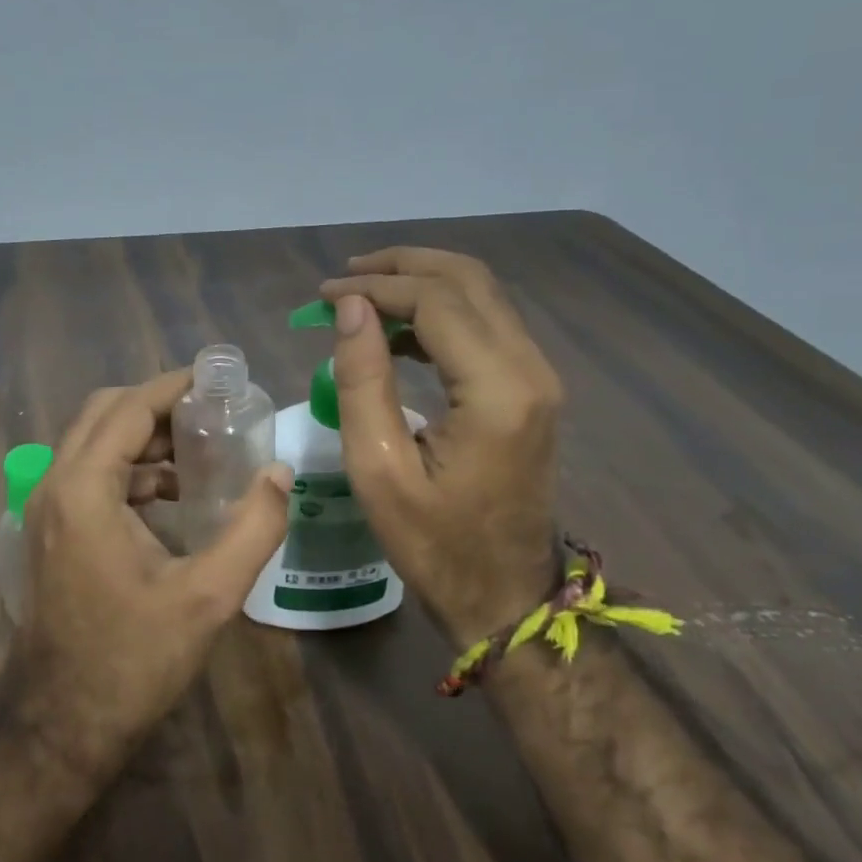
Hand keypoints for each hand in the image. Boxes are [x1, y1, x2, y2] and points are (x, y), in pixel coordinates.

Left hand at [7, 369, 292, 778]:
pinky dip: (129, 470)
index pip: (129, 408)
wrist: (62, 723)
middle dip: (158, 405)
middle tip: (213, 414)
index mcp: (84, 489)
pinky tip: (173, 496)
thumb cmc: (133, 658)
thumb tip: (282, 474)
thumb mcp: (208, 595)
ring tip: (202, 452)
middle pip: (104, 413)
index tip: (219, 381)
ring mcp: (46, 509)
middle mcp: (55, 485)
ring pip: (94, 443)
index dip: (175, 386)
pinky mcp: (51, 532)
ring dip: (143, 437)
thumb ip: (253, 528)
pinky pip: (90, 475)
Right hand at [320, 248, 563, 644]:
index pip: (437, 301)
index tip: (324, 295)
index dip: (376, 287)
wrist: (504, 594)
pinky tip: (397, 332)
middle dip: (402, 267)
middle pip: (469, 280)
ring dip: (422, 284)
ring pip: (482, 296)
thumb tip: (349, 307)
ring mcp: (537, 377)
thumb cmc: (434, 543)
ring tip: (362, 295)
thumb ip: (362, 380)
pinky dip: (440, 313)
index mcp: (498, 390)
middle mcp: (530, 368)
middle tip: (345, 277)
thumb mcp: (378, 468)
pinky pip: (486, 326)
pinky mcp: (531, 389)